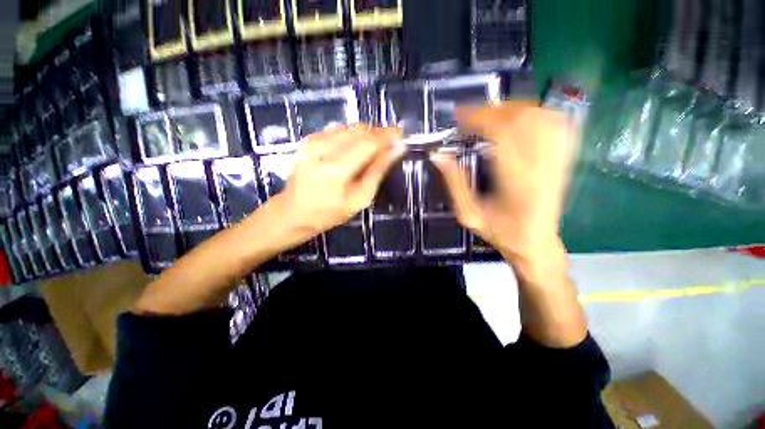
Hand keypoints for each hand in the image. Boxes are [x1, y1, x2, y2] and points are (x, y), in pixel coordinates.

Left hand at [271, 125, 404, 245]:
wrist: (293, 212)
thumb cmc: (330, 213)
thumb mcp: (359, 199)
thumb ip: (378, 171)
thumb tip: (396, 149)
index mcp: (336, 170)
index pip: (368, 143)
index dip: (387, 136)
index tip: (401, 134)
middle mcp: (323, 149)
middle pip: (359, 130)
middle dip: (378, 133)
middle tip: (388, 145)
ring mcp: (313, 142)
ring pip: (349, 127)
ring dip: (366, 134)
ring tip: (372, 150)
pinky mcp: (309, 140)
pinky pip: (337, 130)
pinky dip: (351, 136)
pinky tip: (354, 150)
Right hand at [431, 102, 578, 279]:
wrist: (536, 244)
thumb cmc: (499, 233)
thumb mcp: (468, 214)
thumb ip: (454, 184)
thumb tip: (439, 156)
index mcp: (517, 183)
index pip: (503, 134)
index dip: (479, 118)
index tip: (459, 118)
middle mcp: (542, 167)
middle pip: (525, 118)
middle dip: (493, 110)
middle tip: (471, 117)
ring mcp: (558, 161)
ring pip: (543, 117)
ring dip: (513, 109)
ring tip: (491, 116)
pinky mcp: (564, 160)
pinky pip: (559, 125)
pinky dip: (538, 113)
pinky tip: (520, 119)